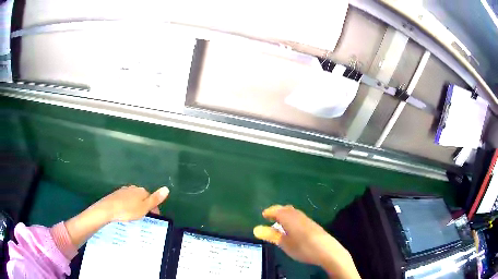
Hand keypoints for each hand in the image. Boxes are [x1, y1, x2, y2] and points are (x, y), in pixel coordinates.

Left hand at [92, 185, 169, 221]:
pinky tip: (125, 212)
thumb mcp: (144, 208)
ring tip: (134, 216)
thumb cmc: (127, 210)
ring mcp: (124, 190)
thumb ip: (155, 199)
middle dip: (144, 206)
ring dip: (136, 206)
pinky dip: (128, 205)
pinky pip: (126, 200)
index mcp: (142, 191)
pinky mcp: (116, 194)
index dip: (154, 208)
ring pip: (134, 198)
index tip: (153, 218)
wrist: (108, 209)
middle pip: (142, 197)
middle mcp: (133, 188)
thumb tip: (166, 188)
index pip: (151, 198)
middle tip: (144, 218)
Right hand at [253, 205, 359, 278]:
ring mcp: (307, 219)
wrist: (326, 250)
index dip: (270, 211)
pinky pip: (299, 217)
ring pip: (293, 212)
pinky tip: (293, 228)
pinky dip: (292, 218)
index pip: (277, 210)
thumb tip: (256, 228)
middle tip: (270, 218)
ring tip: (280, 223)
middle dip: (277, 211)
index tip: (263, 215)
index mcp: (289, 218)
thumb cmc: (302, 247)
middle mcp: (298, 215)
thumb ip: (271, 235)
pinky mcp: (313, 224)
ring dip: (285, 215)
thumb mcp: (284, 243)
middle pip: (286, 209)